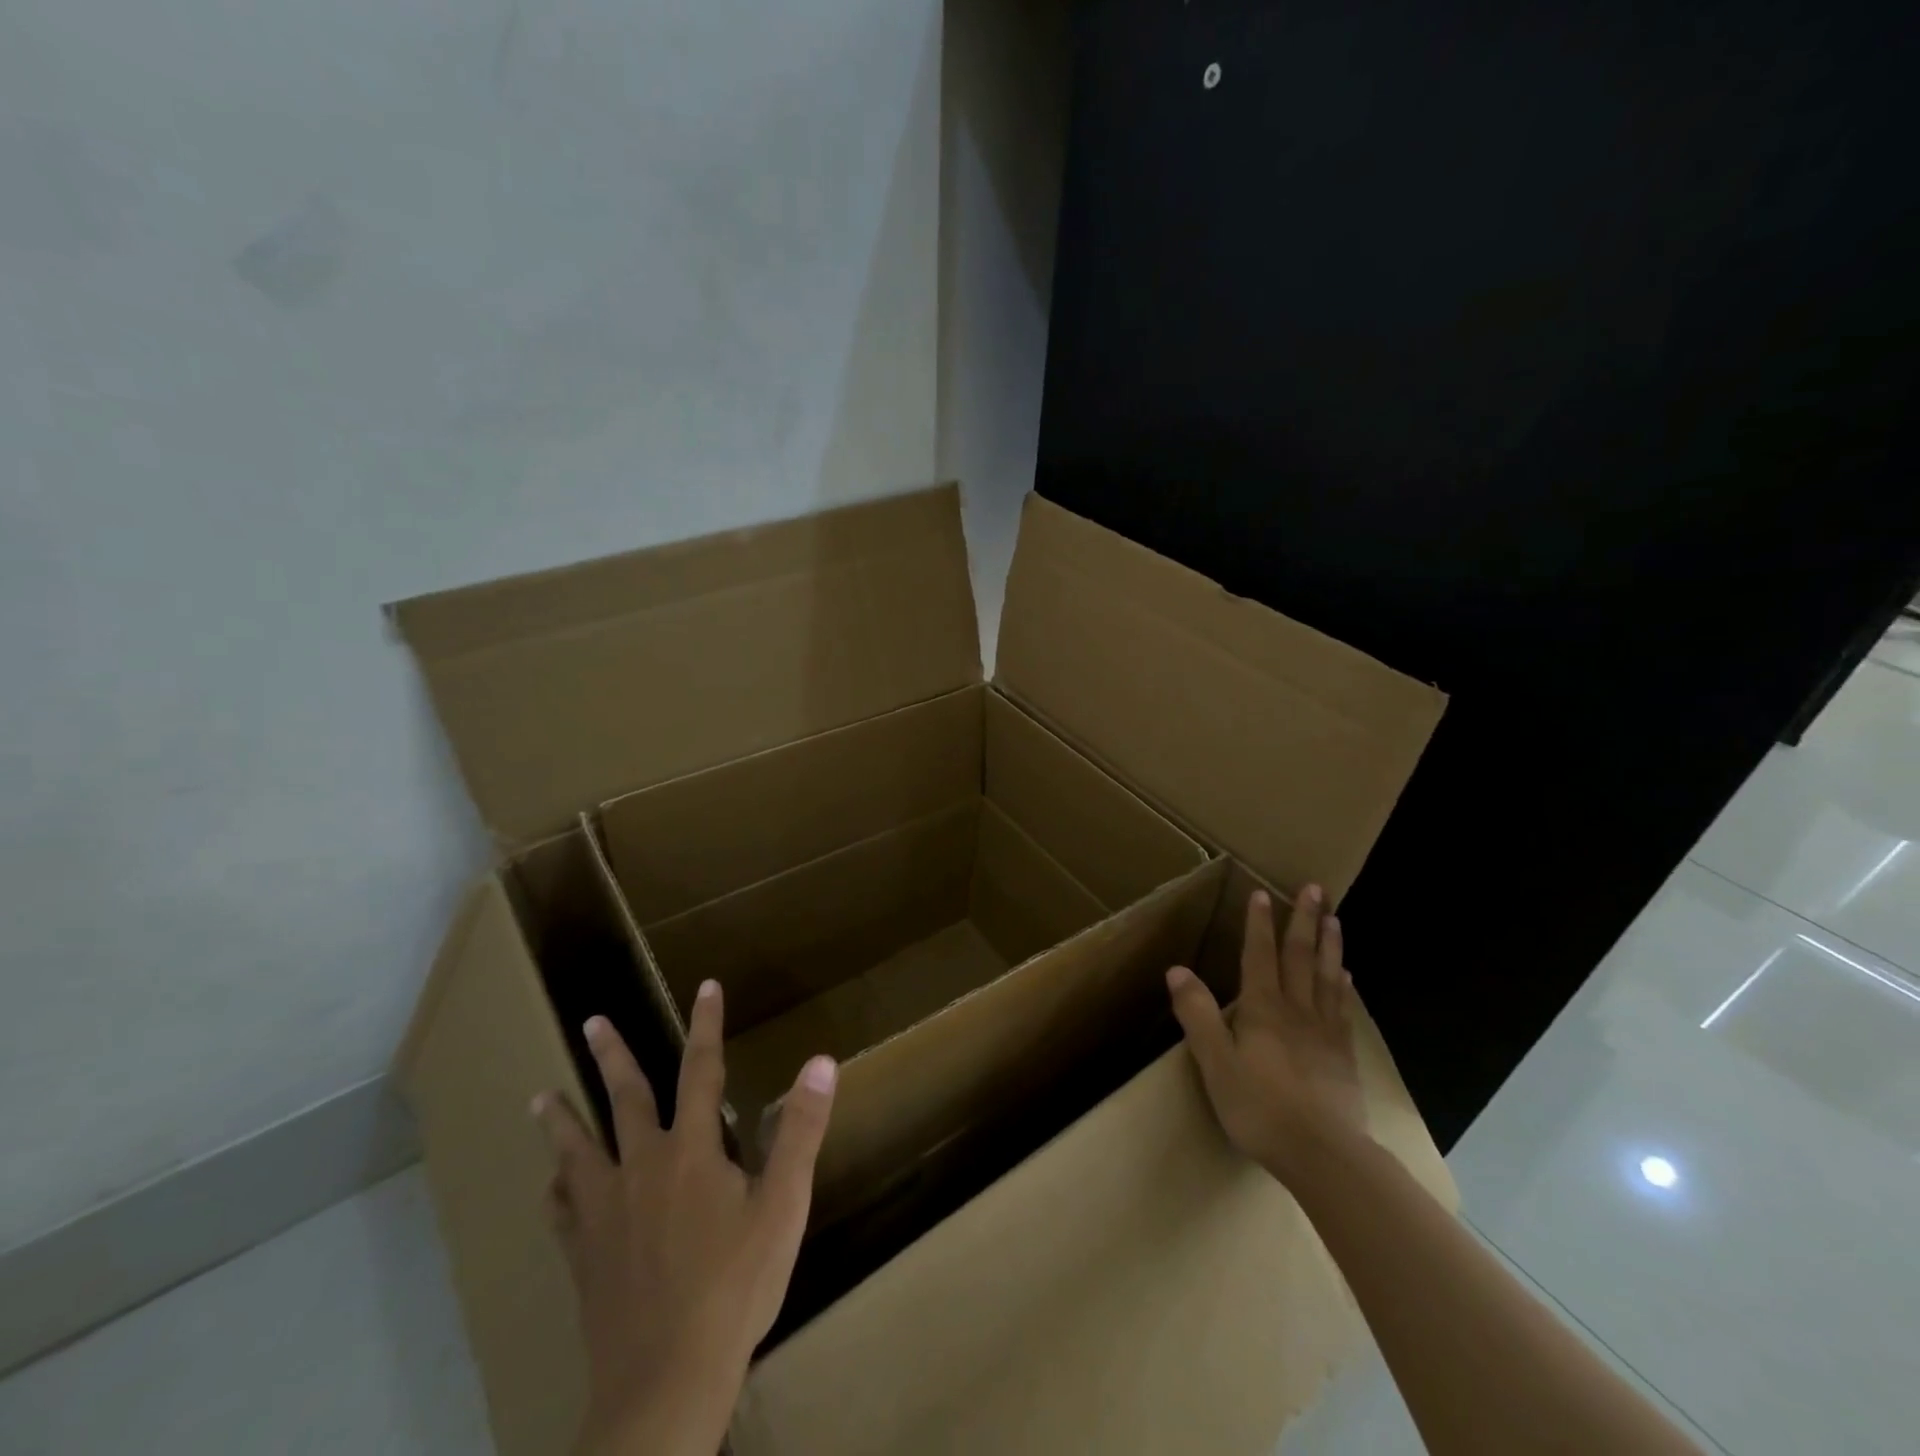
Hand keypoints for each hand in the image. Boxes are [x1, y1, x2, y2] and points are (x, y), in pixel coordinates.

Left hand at [532, 981, 837, 1455]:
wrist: (665, 1381)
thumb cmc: (735, 1286)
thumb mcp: (783, 1205)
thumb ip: (800, 1130)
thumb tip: (820, 1060)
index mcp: (692, 1150)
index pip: (702, 1069)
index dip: (707, 1025)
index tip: (706, 987)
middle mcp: (642, 1166)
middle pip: (625, 1098)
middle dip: (613, 1055)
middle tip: (592, 1020)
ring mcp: (606, 1212)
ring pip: (578, 1151)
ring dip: (562, 1119)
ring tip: (540, 1097)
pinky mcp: (584, 1255)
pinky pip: (562, 1212)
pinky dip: (556, 1191)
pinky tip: (551, 1187)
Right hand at [1165, 884, 1366, 1185]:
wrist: (1324, 1155)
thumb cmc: (1261, 1108)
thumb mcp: (1215, 1062)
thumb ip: (1197, 1015)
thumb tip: (1177, 970)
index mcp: (1263, 1009)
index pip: (1259, 956)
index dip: (1259, 924)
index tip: (1262, 893)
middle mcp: (1296, 1010)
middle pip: (1300, 957)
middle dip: (1304, 920)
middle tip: (1315, 888)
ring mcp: (1324, 1032)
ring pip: (1327, 977)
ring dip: (1330, 945)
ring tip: (1335, 918)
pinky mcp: (1343, 1057)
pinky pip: (1343, 1010)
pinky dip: (1344, 988)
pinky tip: (1347, 977)